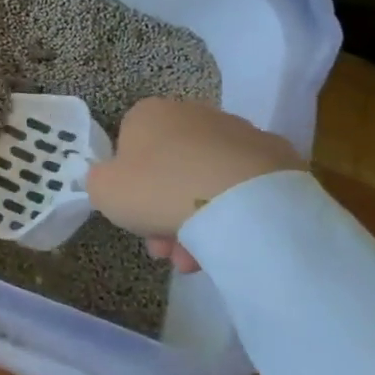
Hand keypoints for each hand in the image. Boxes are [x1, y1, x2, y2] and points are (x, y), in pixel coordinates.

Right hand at [86, 98, 301, 272]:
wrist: (241, 200)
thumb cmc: (159, 189)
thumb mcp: (104, 190)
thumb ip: (98, 181)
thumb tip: (111, 180)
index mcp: (149, 114)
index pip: (130, 146)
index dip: (129, 186)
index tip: (136, 218)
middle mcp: (192, 113)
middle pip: (170, 167)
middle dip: (164, 210)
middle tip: (166, 250)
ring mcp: (237, 132)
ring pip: (206, 180)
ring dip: (197, 219)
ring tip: (198, 261)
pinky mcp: (276, 156)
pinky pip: (243, 187)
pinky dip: (234, 212)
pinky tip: (232, 243)